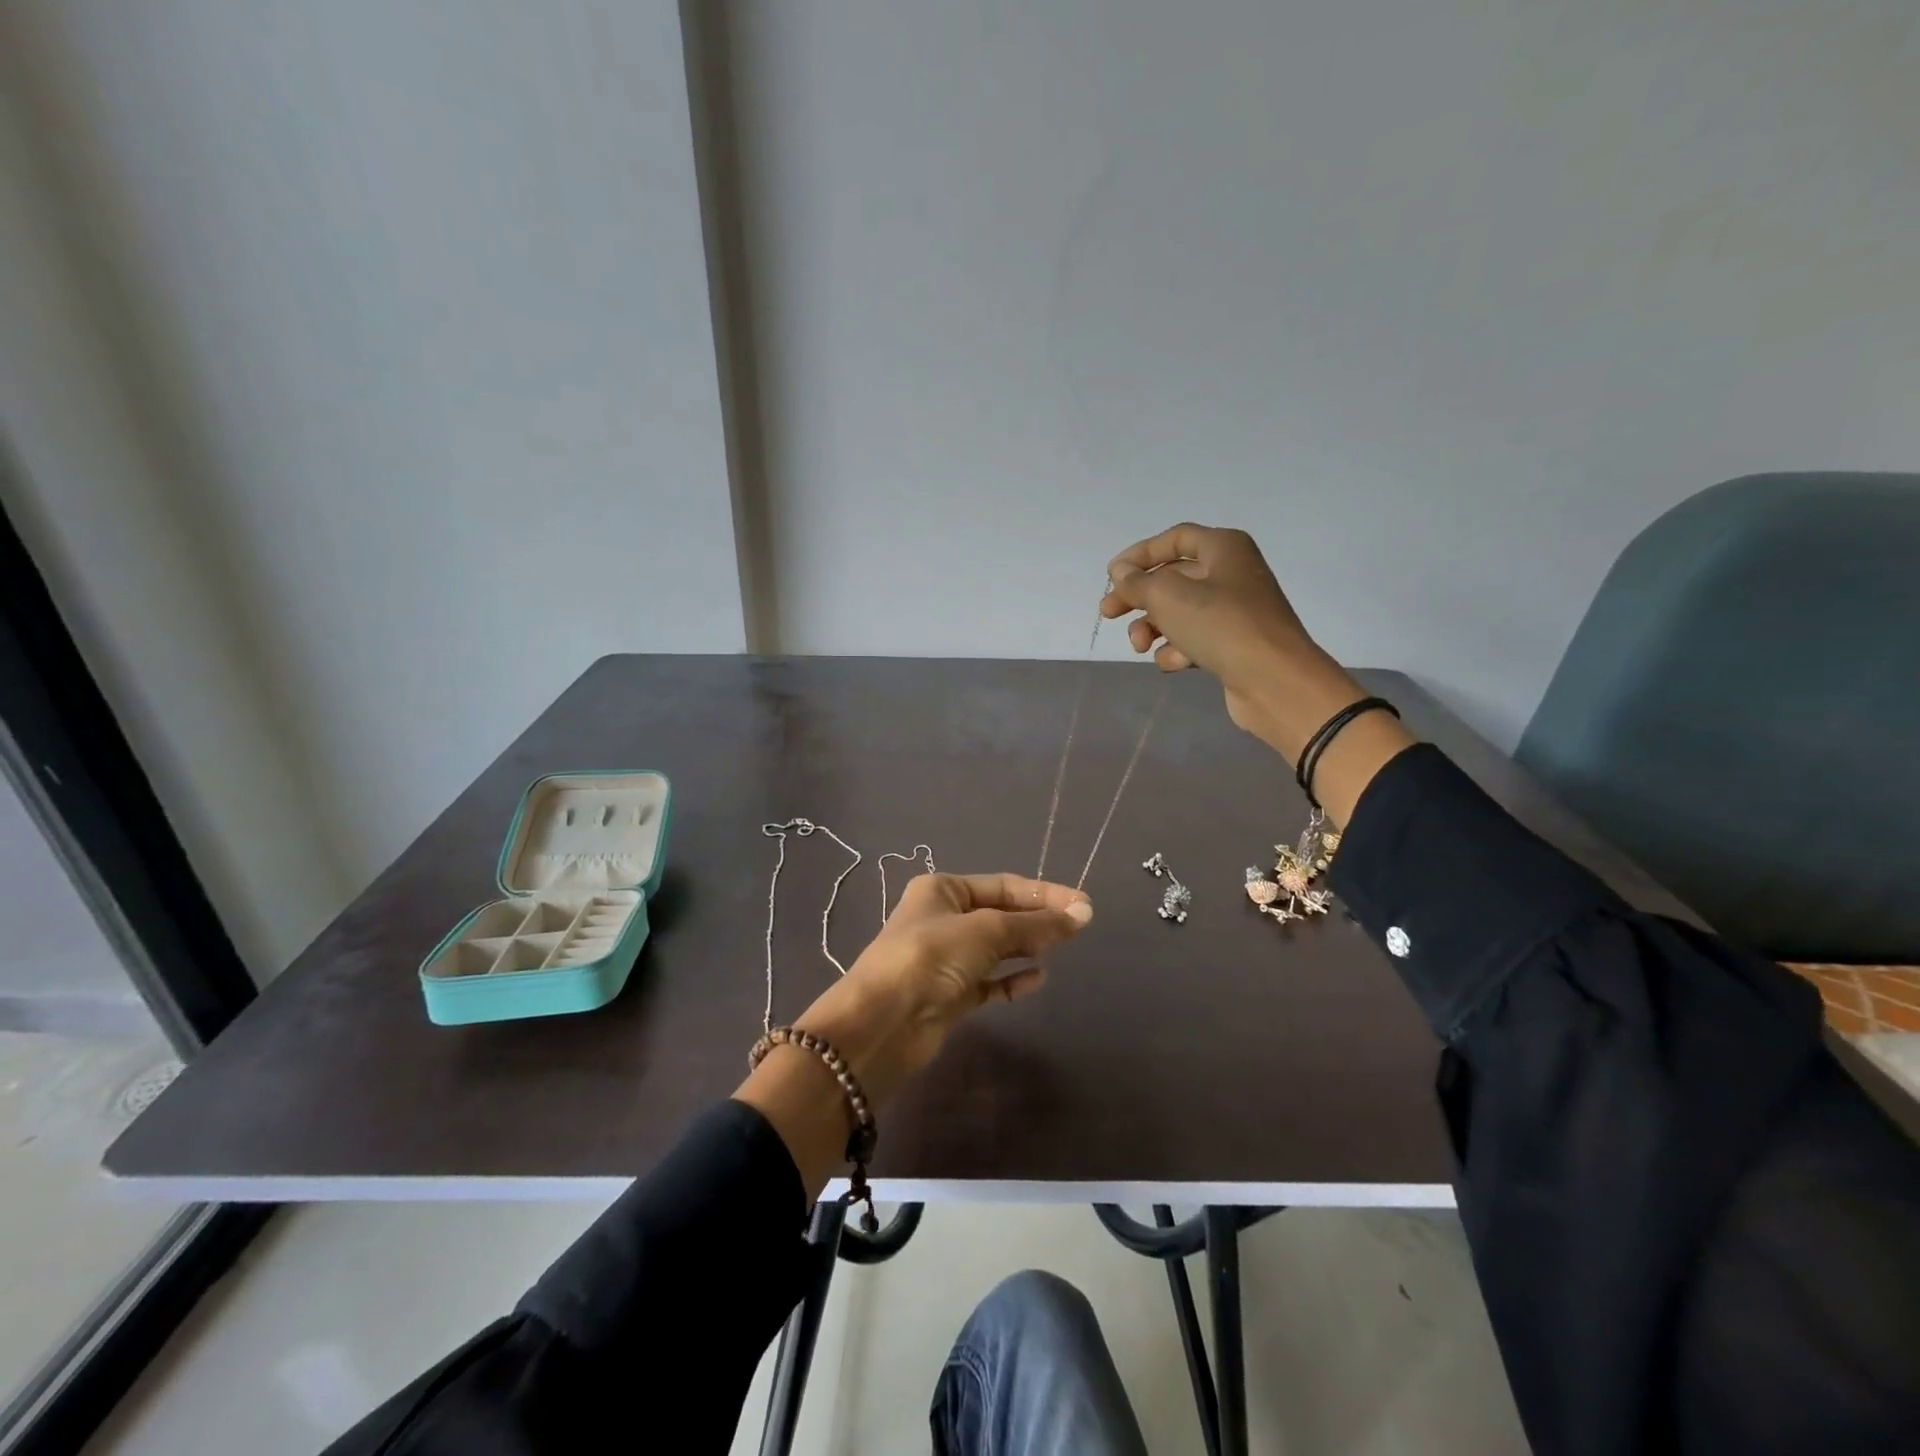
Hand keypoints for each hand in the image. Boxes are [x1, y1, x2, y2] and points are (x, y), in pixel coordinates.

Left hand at [735, 873, 1091, 1193]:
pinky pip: (988, 982)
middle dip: (1037, 920)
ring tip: (1060, 949)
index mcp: (942, 890)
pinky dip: (1011, 980)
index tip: (1083, 906)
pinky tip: (1036, 979)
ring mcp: (945, 959)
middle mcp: (943, 919)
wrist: (881, 1024)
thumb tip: (1082, 914)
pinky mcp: (949, 995)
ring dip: (1026, 947)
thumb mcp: (985, 932)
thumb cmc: (930, 959)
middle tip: (1079, 929)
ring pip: (996, 948)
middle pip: (1000, 914)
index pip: (1004, 885)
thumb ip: (1034, 925)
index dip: (1044, 894)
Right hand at [1099, 523, 1355, 757]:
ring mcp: (1235, 611)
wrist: (1275, 680)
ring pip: (1179, 612)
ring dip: (1153, 628)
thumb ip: (1137, 582)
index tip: (1112, 576)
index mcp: (1224, 548)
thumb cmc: (1221, 625)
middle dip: (1139, 597)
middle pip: (1173, 578)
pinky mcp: (1234, 645)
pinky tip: (1175, 662)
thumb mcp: (1168, 597)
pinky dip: (1178, 649)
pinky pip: (1195, 639)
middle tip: (1108, 614)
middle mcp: (1232, 573)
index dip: (1140, 554)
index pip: (1175, 539)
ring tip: (1140, 646)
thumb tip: (1121, 572)